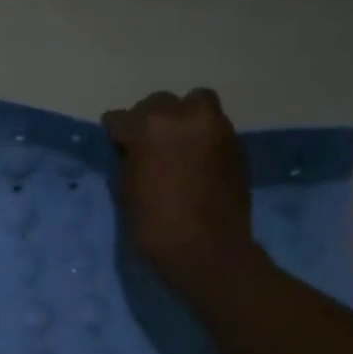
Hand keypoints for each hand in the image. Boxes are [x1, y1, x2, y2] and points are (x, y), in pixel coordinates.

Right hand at [102, 88, 261, 292]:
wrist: (207, 250)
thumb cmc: (155, 225)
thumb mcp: (126, 190)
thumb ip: (129, 159)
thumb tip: (132, 149)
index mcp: (149, 128)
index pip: (120, 118)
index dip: (116, 134)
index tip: (117, 147)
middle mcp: (184, 117)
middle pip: (158, 103)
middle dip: (149, 120)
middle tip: (146, 146)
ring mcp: (215, 127)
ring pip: (194, 104)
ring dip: (181, 119)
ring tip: (176, 146)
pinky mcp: (236, 143)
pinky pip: (212, 126)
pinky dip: (201, 136)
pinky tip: (195, 161)